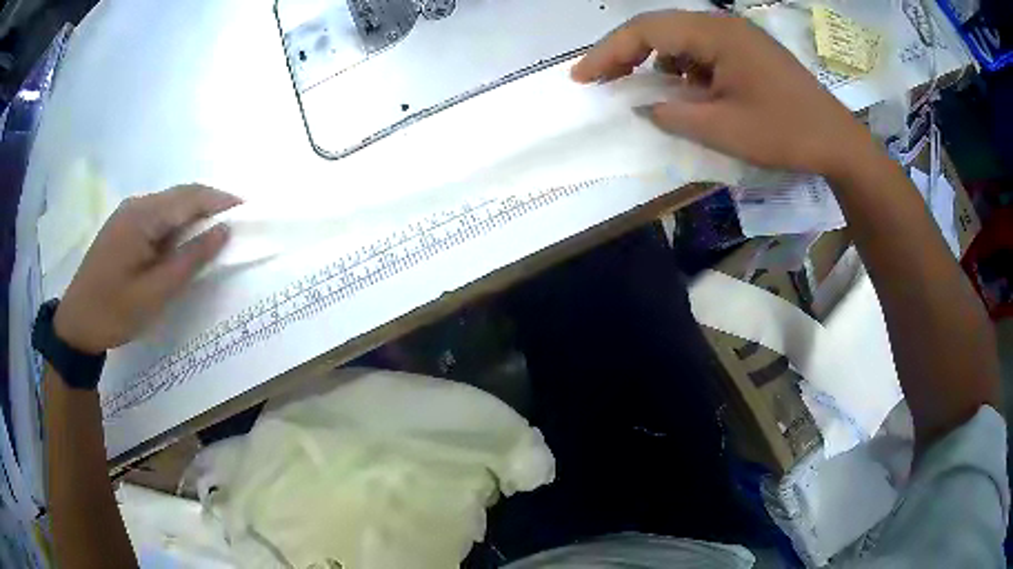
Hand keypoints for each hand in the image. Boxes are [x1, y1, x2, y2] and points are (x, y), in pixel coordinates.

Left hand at [54, 185, 240, 353]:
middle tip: (234, 224)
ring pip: (168, 205)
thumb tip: (223, 231)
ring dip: (192, 215)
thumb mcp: (155, 293)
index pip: (189, 197)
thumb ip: (190, 260)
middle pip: (180, 195)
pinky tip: (181, 242)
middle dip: (209, 205)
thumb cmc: (114, 311)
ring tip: (212, 235)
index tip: (247, 211)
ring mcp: (127, 215)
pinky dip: (176, 225)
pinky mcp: (122, 227)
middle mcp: (136, 205)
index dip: (220, 200)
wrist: (76, 325)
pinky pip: (156, 217)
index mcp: (142, 216)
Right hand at [571, 10, 877, 179]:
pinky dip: (683, 68)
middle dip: (625, 53)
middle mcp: (722, 25)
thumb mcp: (724, 129)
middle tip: (599, 80)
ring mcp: (737, 37)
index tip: (581, 77)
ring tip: (635, 86)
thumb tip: (644, 105)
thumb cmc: (785, 133)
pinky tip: (681, 89)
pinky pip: (702, 51)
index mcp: (715, 34)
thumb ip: (674, 114)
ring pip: (680, 38)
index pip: (646, 30)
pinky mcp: (748, 51)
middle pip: (660, 28)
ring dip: (654, 60)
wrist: (837, 141)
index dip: (608, 52)